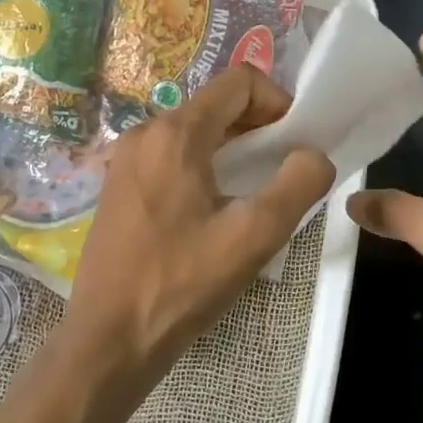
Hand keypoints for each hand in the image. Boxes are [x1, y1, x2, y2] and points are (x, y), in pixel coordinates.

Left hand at [0, 66, 331, 422]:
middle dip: (259, 127)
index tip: (296, 142)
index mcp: (176, 134)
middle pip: (216, 105)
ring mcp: (126, 160)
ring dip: (234, 148)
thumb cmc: (182, 283)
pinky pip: (172, 156)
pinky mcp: (119, 186)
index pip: (240, 82)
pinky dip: (205, 165)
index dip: (278, 101)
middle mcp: (145, 133)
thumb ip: (299, 184)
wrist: (109, 340)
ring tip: (254, 192)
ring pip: (195, 131)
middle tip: (283, 169)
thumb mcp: (256, 235)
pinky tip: (215, 210)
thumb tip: (313, 156)